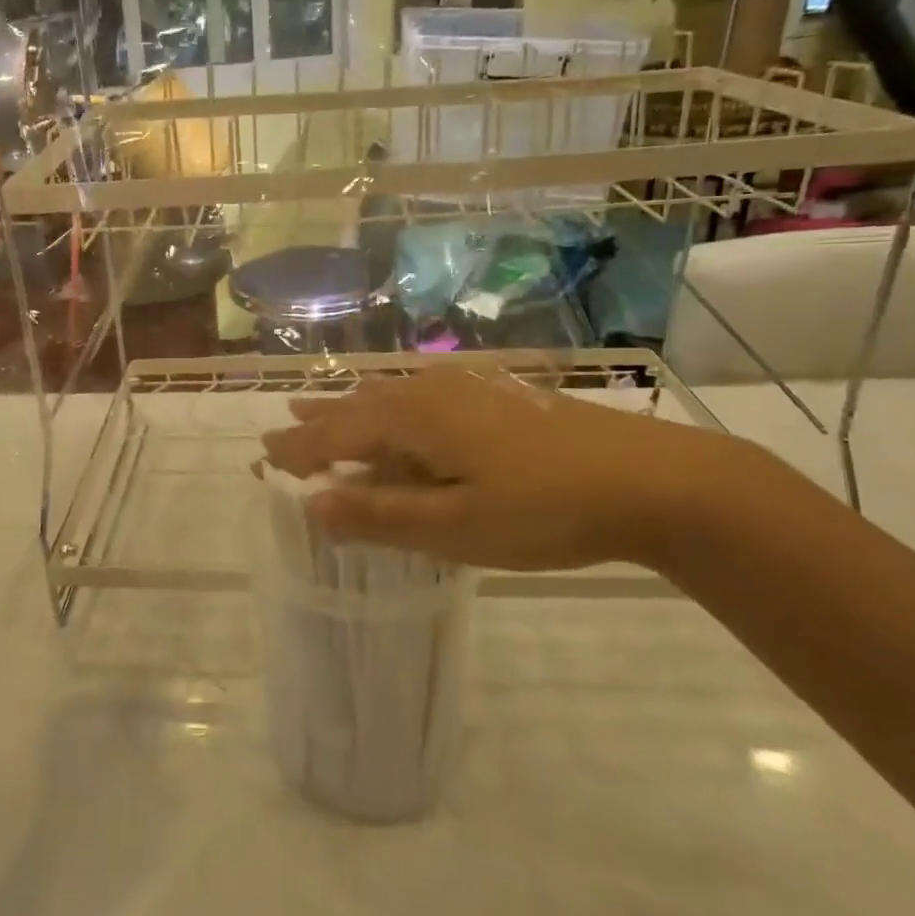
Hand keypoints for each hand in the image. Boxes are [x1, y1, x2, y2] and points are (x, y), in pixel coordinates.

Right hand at [260, 364, 736, 572]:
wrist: (653, 479)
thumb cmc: (545, 508)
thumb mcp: (456, 526)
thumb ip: (380, 514)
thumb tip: (311, 504)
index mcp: (413, 418)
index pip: (336, 435)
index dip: (298, 452)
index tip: (261, 461)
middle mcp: (429, 392)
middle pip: (356, 408)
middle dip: (315, 425)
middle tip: (276, 431)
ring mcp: (465, 390)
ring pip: (388, 399)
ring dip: (348, 412)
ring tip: (317, 412)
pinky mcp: (493, 398)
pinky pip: (417, 400)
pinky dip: (388, 412)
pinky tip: (397, 414)